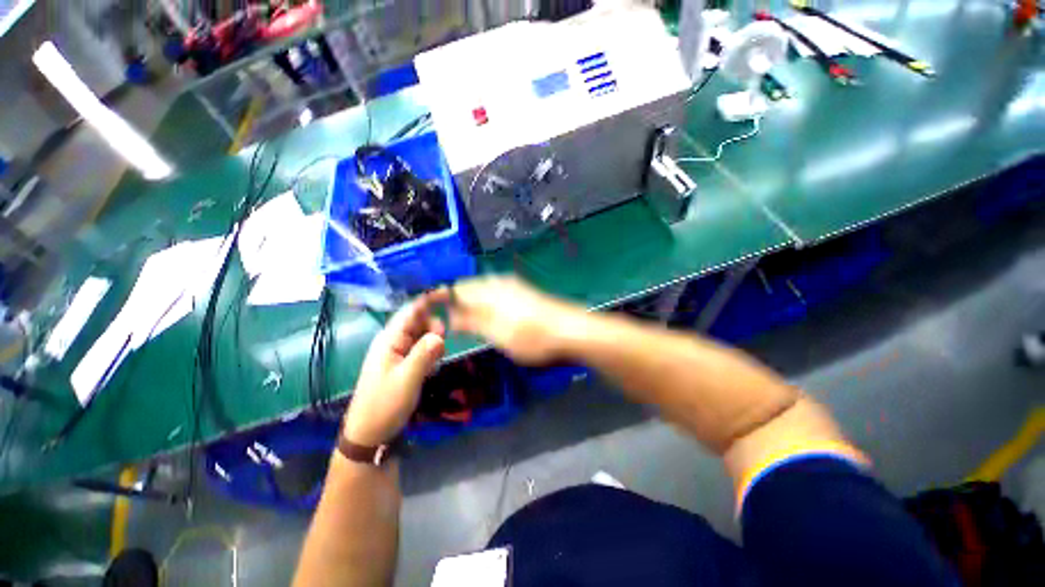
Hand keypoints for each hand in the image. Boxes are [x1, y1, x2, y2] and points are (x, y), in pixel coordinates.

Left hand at [343, 293, 445, 446]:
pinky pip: (422, 348)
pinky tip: (432, 368)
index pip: (411, 310)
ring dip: (433, 341)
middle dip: (434, 326)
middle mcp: (393, 341)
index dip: (429, 299)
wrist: (370, 433)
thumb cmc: (385, 405)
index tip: (449, 294)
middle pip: (418, 321)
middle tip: (442, 344)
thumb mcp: (407, 379)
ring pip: (422, 335)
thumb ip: (424, 354)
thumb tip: (440, 333)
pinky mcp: (404, 363)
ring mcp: (398, 352)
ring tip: (436, 360)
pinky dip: (431, 352)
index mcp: (389, 339)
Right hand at [433, 276, 582, 365]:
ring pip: (483, 290)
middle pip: (469, 288)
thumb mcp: (496, 334)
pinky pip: (496, 293)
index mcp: (488, 291)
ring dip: (471, 303)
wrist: (569, 330)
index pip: (457, 289)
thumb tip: (449, 316)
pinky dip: (486, 304)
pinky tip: (489, 316)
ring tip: (465, 321)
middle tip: (448, 320)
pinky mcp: (524, 293)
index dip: (442, 298)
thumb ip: (471, 322)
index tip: (430, 309)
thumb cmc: (531, 336)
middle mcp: (499, 283)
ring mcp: (513, 286)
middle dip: (456, 302)